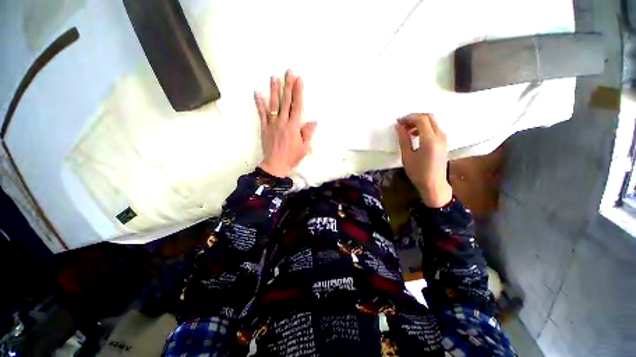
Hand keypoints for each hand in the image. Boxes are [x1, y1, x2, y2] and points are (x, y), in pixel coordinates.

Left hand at [254, 70, 316, 177]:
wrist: (275, 165)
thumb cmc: (292, 157)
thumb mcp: (304, 147)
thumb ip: (308, 133)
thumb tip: (314, 122)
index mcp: (294, 126)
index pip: (297, 106)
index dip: (298, 92)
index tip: (299, 80)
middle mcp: (283, 122)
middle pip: (286, 101)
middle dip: (288, 86)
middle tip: (288, 72)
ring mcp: (272, 124)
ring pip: (273, 105)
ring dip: (274, 90)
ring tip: (273, 77)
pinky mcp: (265, 128)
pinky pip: (262, 114)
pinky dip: (259, 104)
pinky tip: (257, 93)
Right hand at [395, 113, 452, 207]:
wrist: (434, 185)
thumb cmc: (418, 172)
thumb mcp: (407, 156)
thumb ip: (403, 139)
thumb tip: (398, 126)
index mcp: (430, 139)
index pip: (421, 119)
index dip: (408, 117)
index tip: (398, 122)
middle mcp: (440, 135)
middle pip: (429, 117)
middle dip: (414, 117)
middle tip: (402, 124)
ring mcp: (444, 138)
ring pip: (432, 122)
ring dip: (419, 122)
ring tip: (407, 131)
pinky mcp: (444, 142)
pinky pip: (435, 128)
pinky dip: (424, 127)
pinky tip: (415, 136)